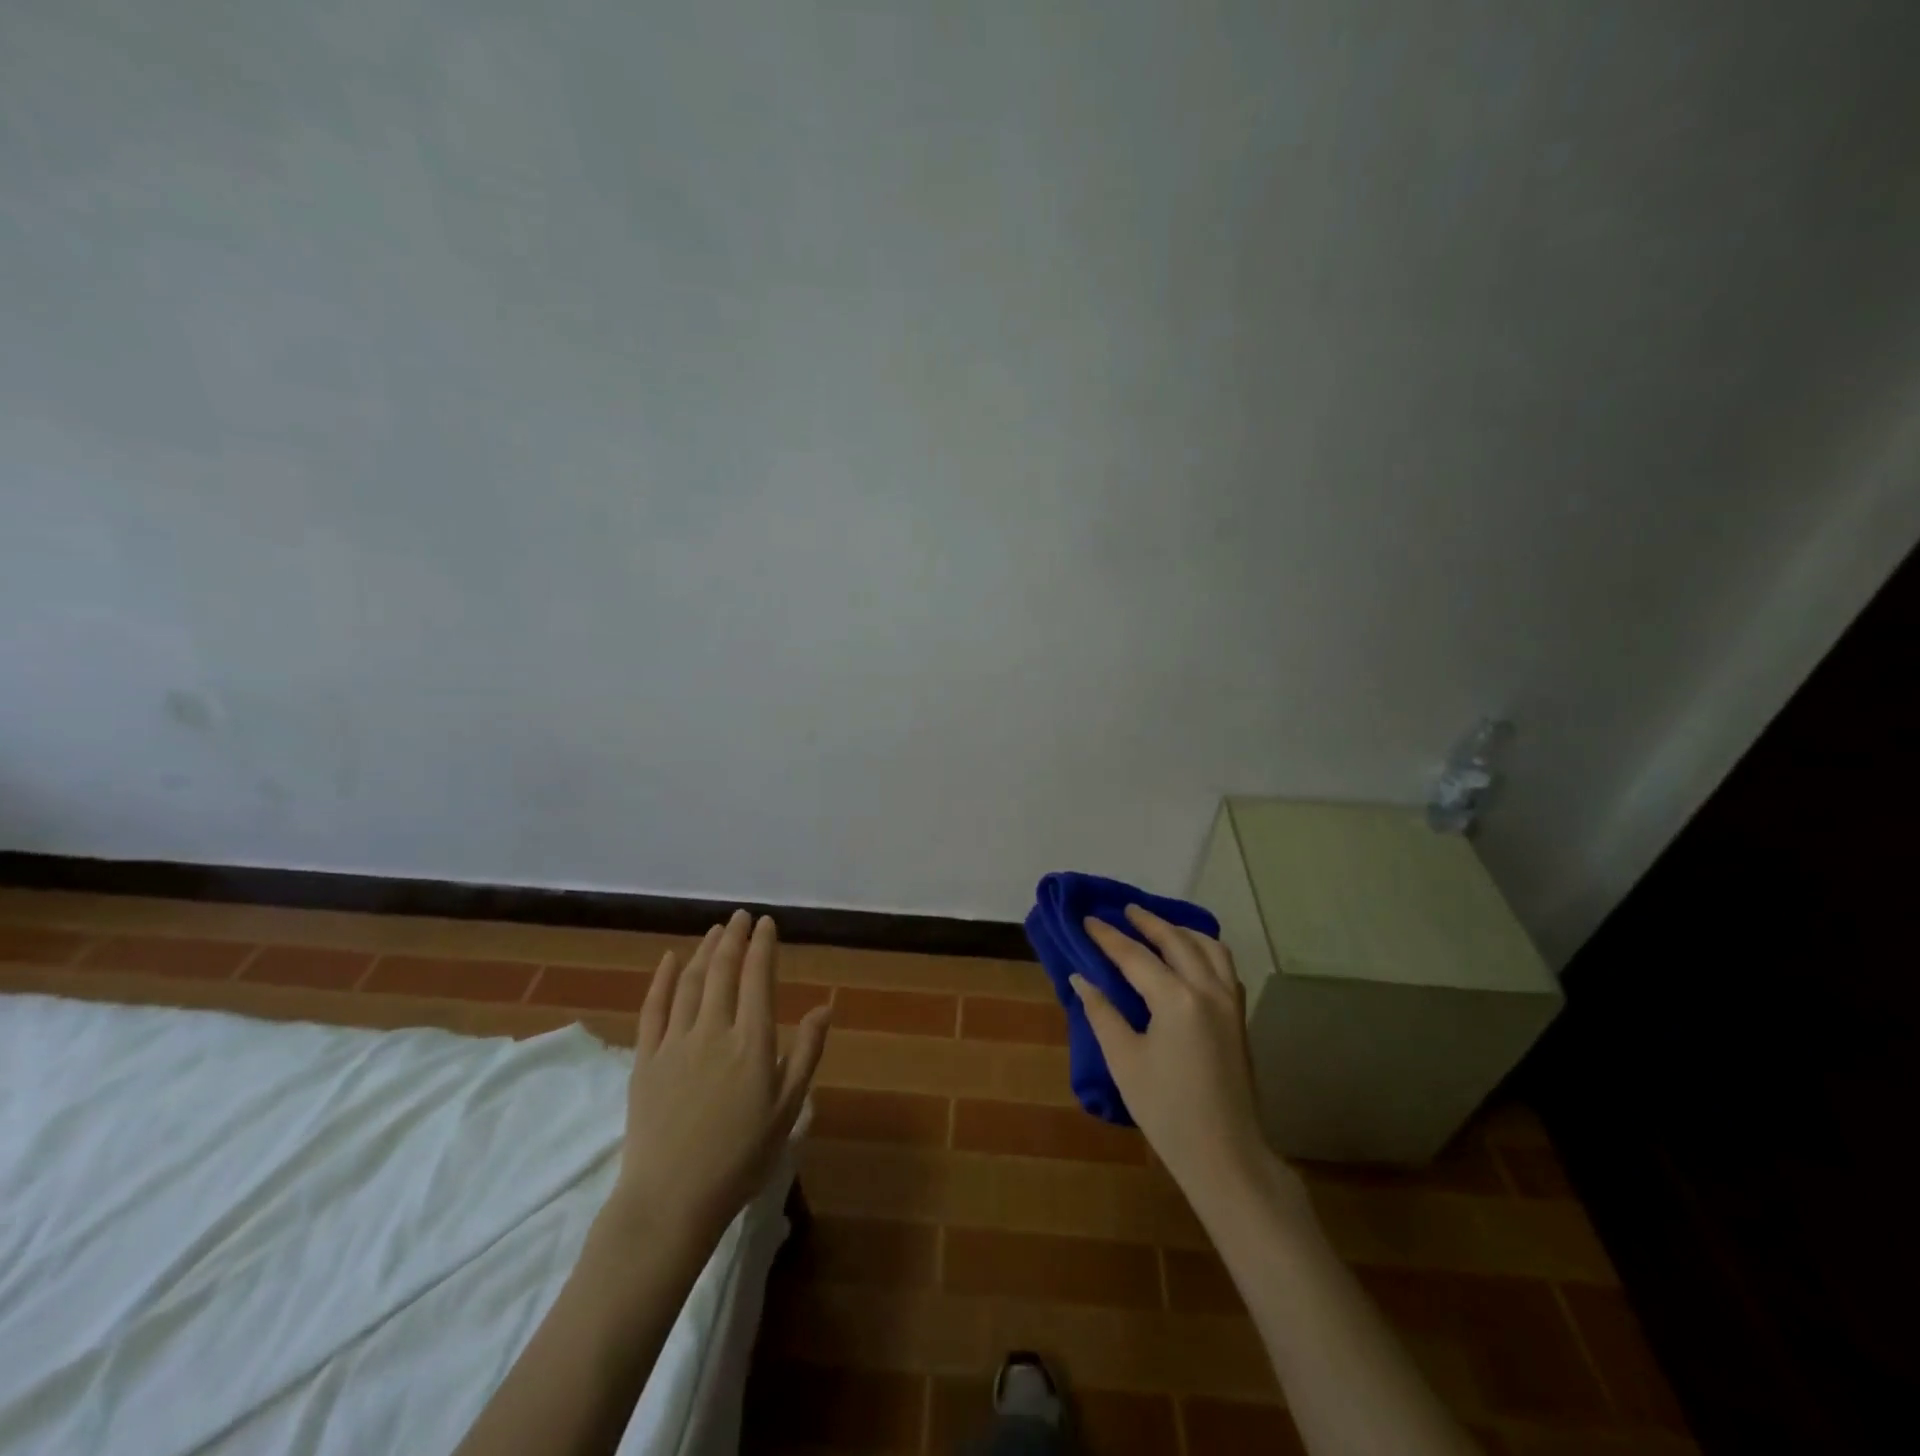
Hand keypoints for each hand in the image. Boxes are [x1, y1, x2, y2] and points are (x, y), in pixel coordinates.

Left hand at [608, 910, 831, 1244]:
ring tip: (716, 931)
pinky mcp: (644, 1060)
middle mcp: (713, 1031)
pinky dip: (663, 979)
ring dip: (706, 951)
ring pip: (692, 983)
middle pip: (724, 971)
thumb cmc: (739, 1159)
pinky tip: (671, 959)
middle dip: (734, 938)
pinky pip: (654, 1008)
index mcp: (752, 1042)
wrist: (670, 1201)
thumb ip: (805, 1054)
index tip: (767, 924)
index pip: (759, 978)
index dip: (763, 946)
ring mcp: (675, 1043)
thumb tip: (824, 1007)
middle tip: (741, 917)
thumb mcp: (787, 1110)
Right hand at [1076, 907, 1274, 1205]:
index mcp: (1176, 999)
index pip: (1134, 955)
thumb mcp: (1124, 1061)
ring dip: (1182, 931)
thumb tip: (1082, 978)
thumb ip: (1102, 1013)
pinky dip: (1204, 950)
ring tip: (1159, 926)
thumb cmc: (1166, 1110)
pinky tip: (1190, 958)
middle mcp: (1207, 989)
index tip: (1087, 919)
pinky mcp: (1239, 1017)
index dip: (1108, 937)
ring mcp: (1229, 1002)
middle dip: (1147, 922)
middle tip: (1124, 910)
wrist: (1225, 1154)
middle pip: (1176, 941)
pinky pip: (1224, 966)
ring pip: (1209, 947)